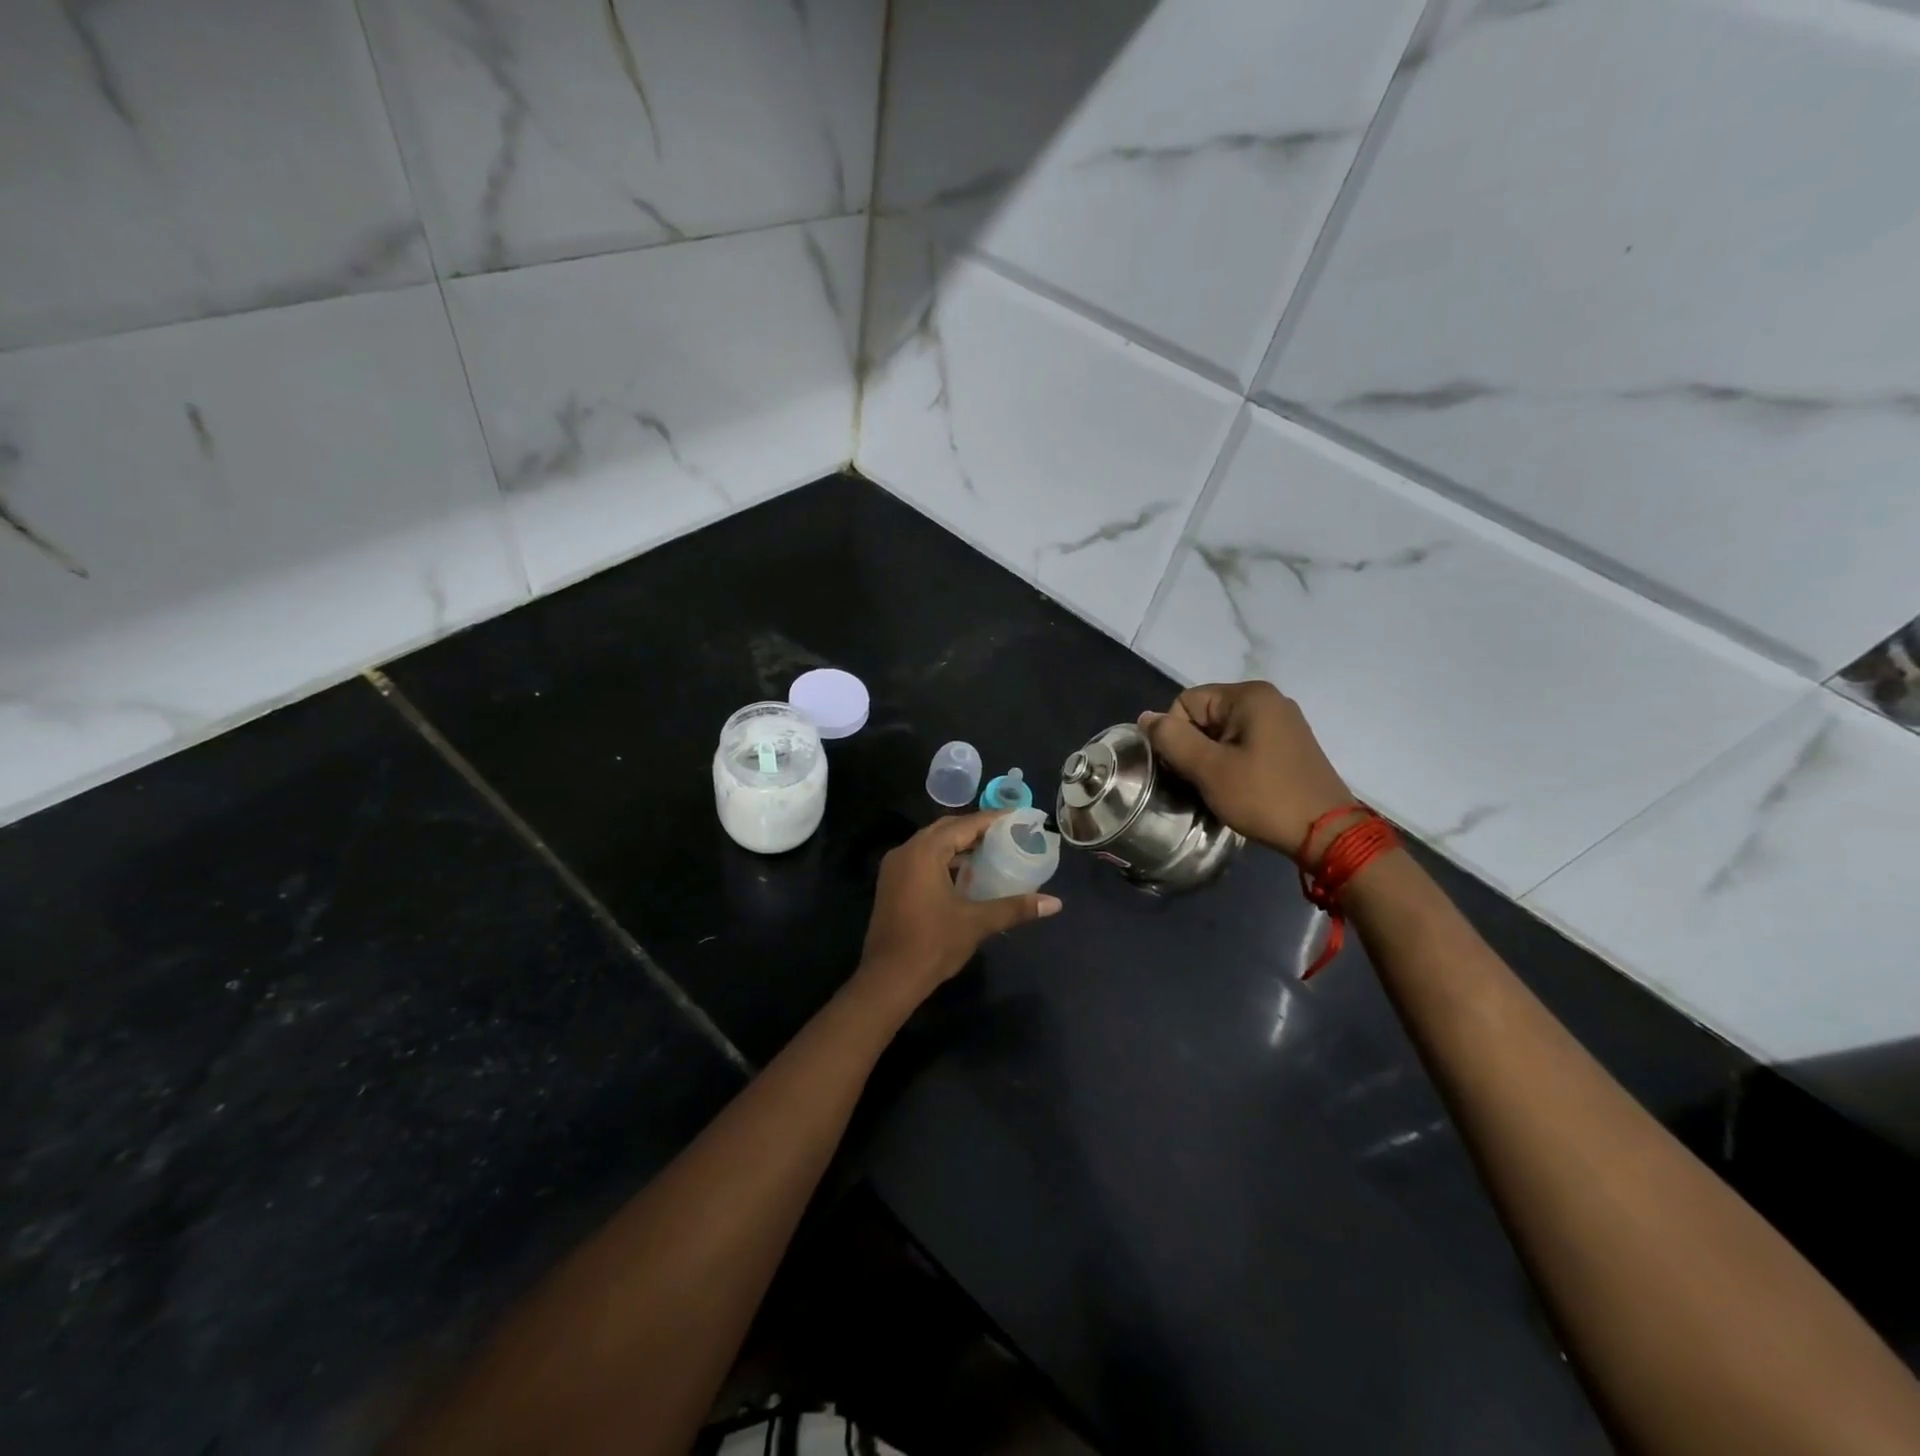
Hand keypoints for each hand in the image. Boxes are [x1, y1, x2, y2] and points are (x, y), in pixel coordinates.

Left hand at [858, 812, 1061, 1004]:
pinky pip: (921, 859)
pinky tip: (965, 873)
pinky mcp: (891, 884)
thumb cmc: (933, 944)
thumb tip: (1055, 903)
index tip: (1017, 818)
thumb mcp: (977, 923)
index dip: (992, 820)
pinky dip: (943, 859)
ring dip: (958, 845)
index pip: (964, 825)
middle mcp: (906, 851)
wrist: (888, 978)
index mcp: (924, 852)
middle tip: (1006, 834)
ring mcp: (894, 868)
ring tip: (991, 851)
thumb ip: (1015, 908)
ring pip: (931, 844)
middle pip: (945, 829)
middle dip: (975, 829)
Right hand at [1139, 681, 1353, 859]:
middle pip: (1204, 715)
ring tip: (1221, 788)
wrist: (1327, 833)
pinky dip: (1233, 763)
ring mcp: (1282, 722)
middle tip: (1203, 781)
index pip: (1186, 702)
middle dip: (1195, 747)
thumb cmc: (1264, 797)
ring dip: (1212, 759)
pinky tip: (1240, 787)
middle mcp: (1268, 699)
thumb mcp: (1209, 769)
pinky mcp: (1289, 745)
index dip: (1177, 736)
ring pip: (1222, 733)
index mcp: (1249, 696)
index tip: (1188, 769)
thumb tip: (1146, 717)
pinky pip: (1244, 744)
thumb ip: (1172, 739)